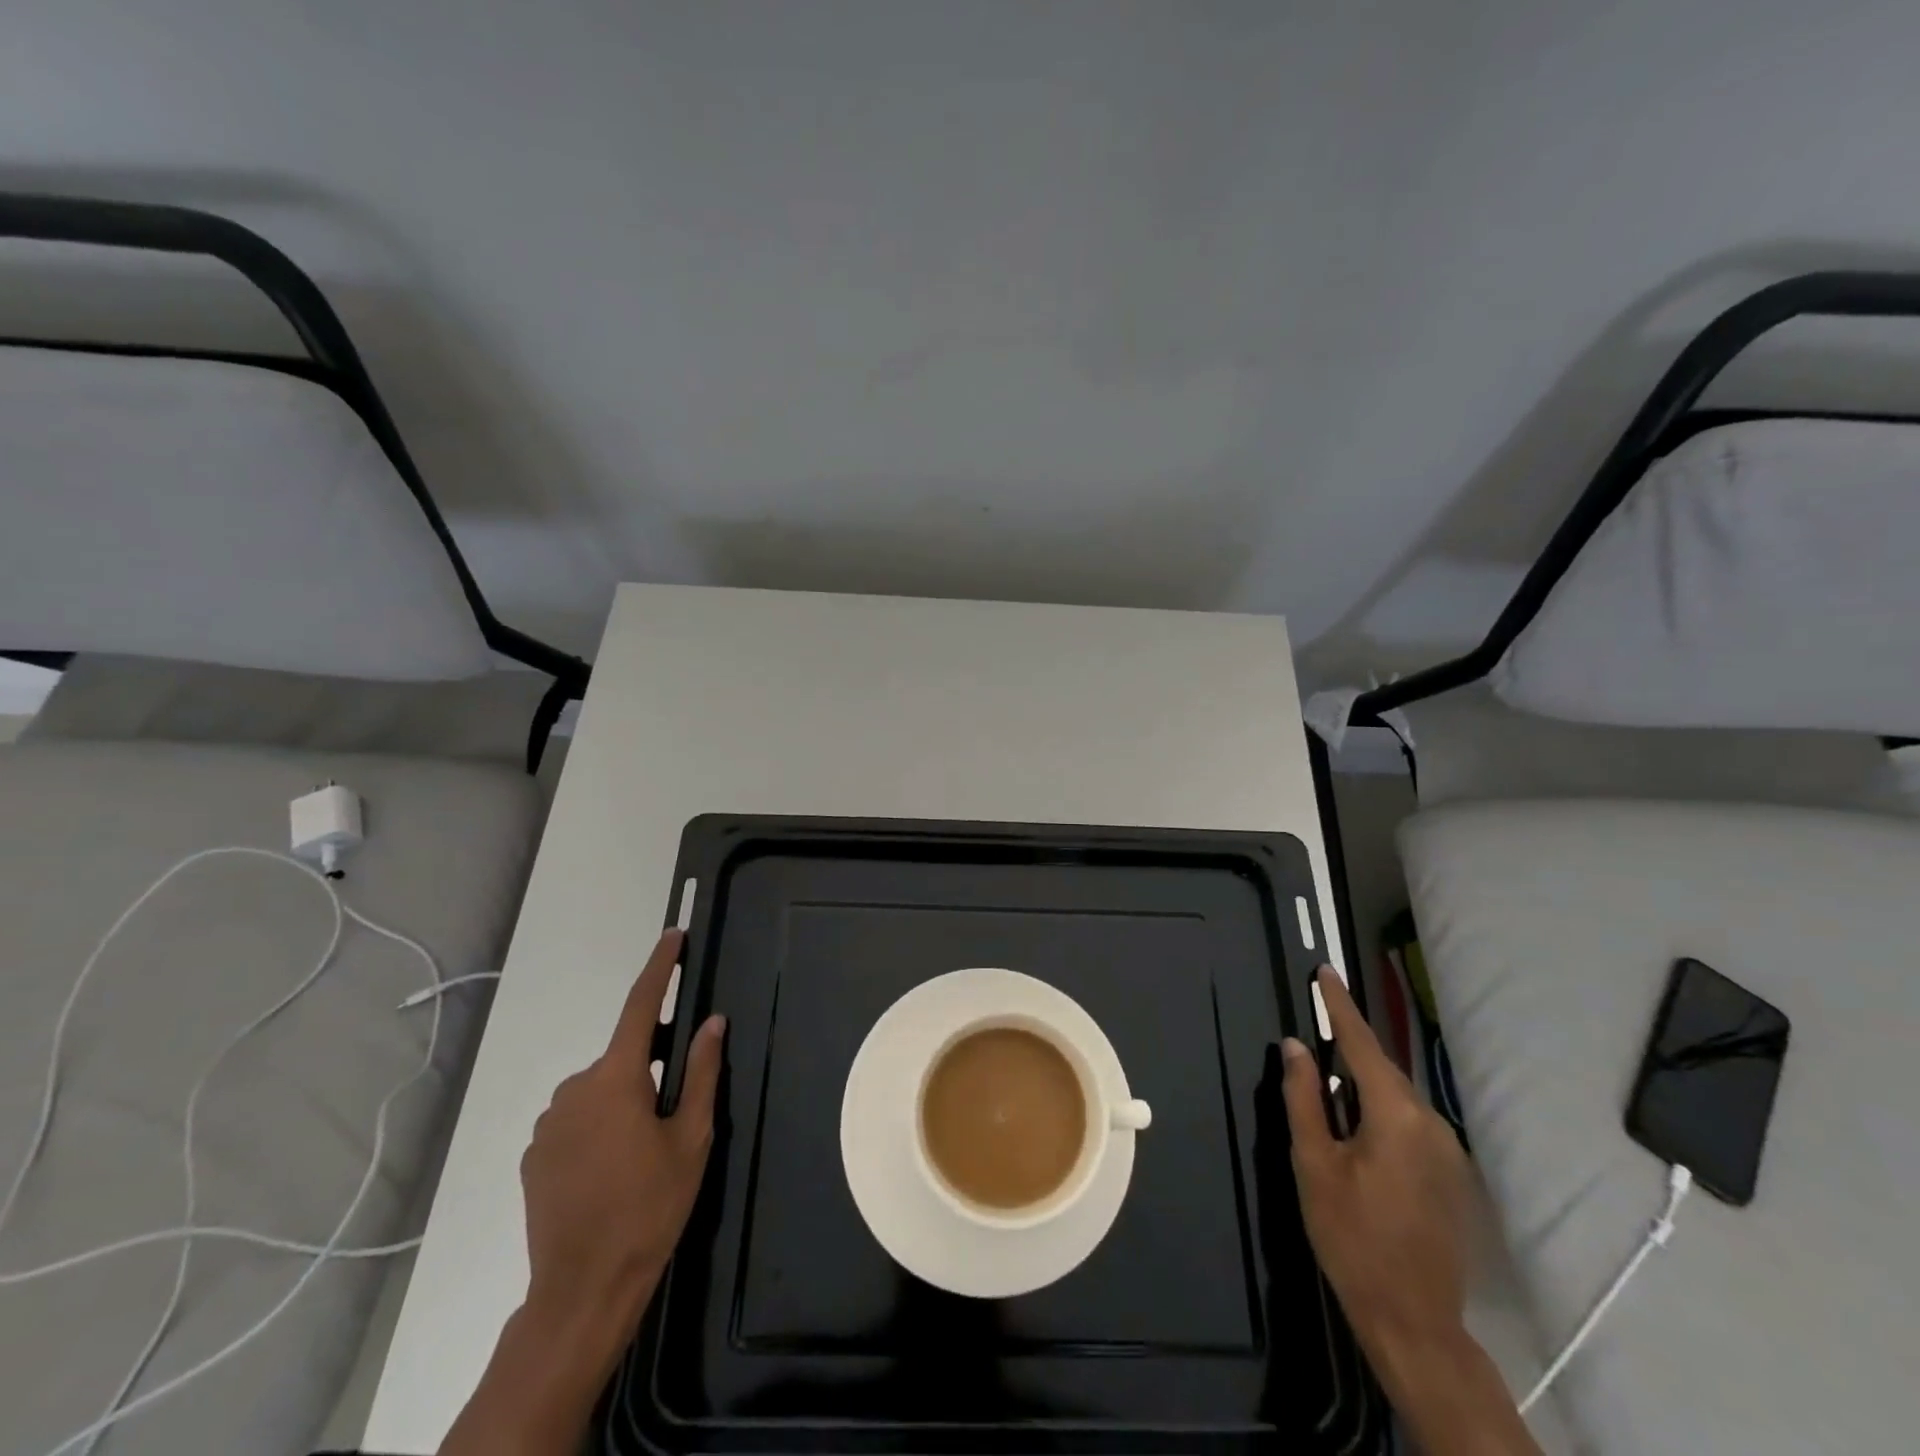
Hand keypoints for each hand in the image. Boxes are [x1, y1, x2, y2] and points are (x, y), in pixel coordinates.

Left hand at [519, 928, 725, 1351]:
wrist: (583, 1288)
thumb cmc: (650, 1207)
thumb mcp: (692, 1138)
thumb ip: (702, 1073)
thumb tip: (712, 1022)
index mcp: (616, 1078)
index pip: (640, 1005)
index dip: (659, 968)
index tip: (673, 937)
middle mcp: (575, 1088)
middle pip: (623, 1057)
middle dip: (650, 1066)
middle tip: (674, 1110)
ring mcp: (548, 1122)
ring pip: (600, 1090)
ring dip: (624, 1100)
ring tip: (642, 1153)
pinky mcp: (534, 1153)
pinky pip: (575, 1119)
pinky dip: (598, 1126)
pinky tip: (611, 1170)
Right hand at [1281, 968, 1473, 1389]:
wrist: (1414, 1320)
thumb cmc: (1351, 1237)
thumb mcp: (1313, 1163)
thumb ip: (1303, 1097)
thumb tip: (1295, 1046)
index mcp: (1396, 1114)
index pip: (1361, 1043)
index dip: (1339, 1006)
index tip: (1325, 971)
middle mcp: (1431, 1122)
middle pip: (1381, 1069)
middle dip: (1348, 1048)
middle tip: (1315, 1032)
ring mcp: (1448, 1150)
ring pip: (1396, 1097)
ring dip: (1363, 1085)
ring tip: (1329, 1088)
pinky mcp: (1452, 1174)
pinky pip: (1409, 1123)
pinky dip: (1380, 1112)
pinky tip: (1357, 1131)